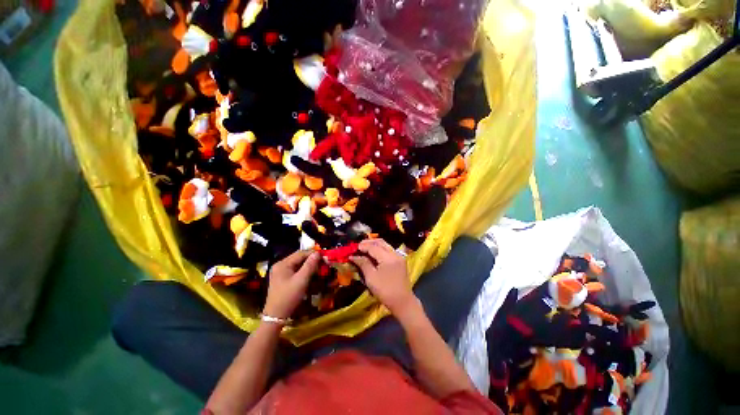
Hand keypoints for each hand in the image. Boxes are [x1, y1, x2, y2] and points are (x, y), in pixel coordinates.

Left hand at [263, 250, 320, 318]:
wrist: (276, 316)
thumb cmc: (289, 297)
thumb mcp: (301, 280)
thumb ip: (310, 265)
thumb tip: (318, 253)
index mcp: (283, 264)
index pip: (301, 253)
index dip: (313, 254)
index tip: (325, 257)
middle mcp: (280, 265)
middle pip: (299, 258)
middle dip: (311, 259)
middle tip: (323, 263)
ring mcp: (280, 272)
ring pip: (297, 264)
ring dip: (308, 265)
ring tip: (319, 268)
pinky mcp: (282, 279)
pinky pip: (295, 270)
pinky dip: (303, 270)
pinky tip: (310, 274)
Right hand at [350, 239, 415, 315]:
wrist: (403, 302)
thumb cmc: (385, 291)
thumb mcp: (371, 278)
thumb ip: (363, 264)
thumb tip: (353, 256)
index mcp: (388, 257)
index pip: (373, 247)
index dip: (363, 246)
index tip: (353, 248)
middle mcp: (395, 254)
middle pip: (380, 242)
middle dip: (369, 242)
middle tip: (358, 246)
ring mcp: (399, 256)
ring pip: (385, 245)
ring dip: (374, 244)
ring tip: (364, 248)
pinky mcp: (400, 260)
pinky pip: (388, 250)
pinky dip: (380, 249)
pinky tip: (373, 253)